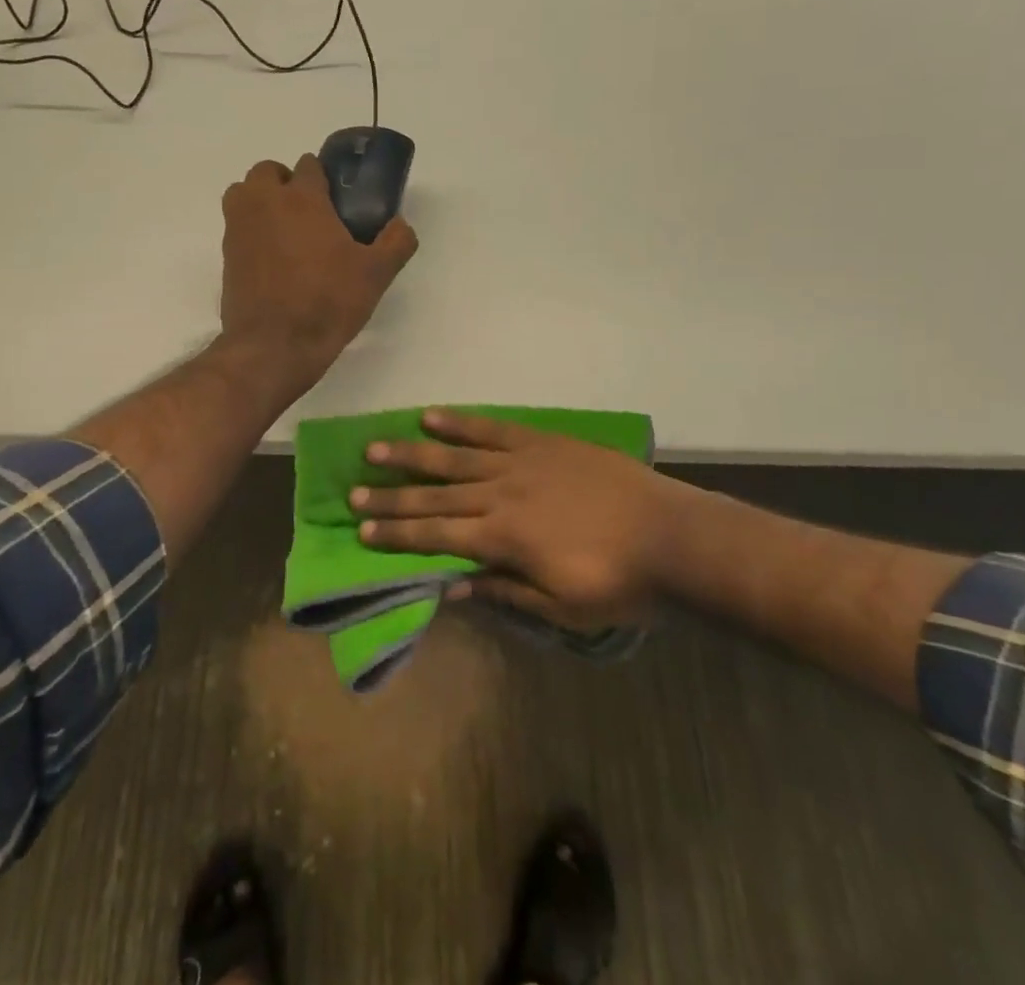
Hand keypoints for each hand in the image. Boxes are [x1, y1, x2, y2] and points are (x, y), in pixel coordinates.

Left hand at [220, 154, 417, 391]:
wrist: (274, 345)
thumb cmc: (327, 302)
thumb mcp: (376, 274)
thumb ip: (396, 242)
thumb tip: (401, 225)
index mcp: (302, 198)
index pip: (309, 165)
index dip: (324, 178)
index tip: (337, 199)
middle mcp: (264, 203)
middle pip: (268, 172)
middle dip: (286, 182)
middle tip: (309, 211)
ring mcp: (239, 228)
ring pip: (244, 193)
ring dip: (261, 200)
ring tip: (286, 230)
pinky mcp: (225, 254)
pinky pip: (237, 226)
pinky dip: (251, 230)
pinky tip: (273, 259)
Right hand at [352, 410, 690, 628]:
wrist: (672, 537)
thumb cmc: (618, 584)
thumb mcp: (561, 608)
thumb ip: (504, 591)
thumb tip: (451, 587)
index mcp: (503, 539)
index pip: (436, 536)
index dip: (397, 535)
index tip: (362, 533)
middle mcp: (500, 495)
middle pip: (434, 495)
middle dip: (390, 497)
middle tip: (352, 493)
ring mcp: (520, 463)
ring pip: (454, 457)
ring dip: (412, 454)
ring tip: (375, 449)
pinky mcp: (542, 442)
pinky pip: (493, 429)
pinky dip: (461, 422)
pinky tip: (432, 416)